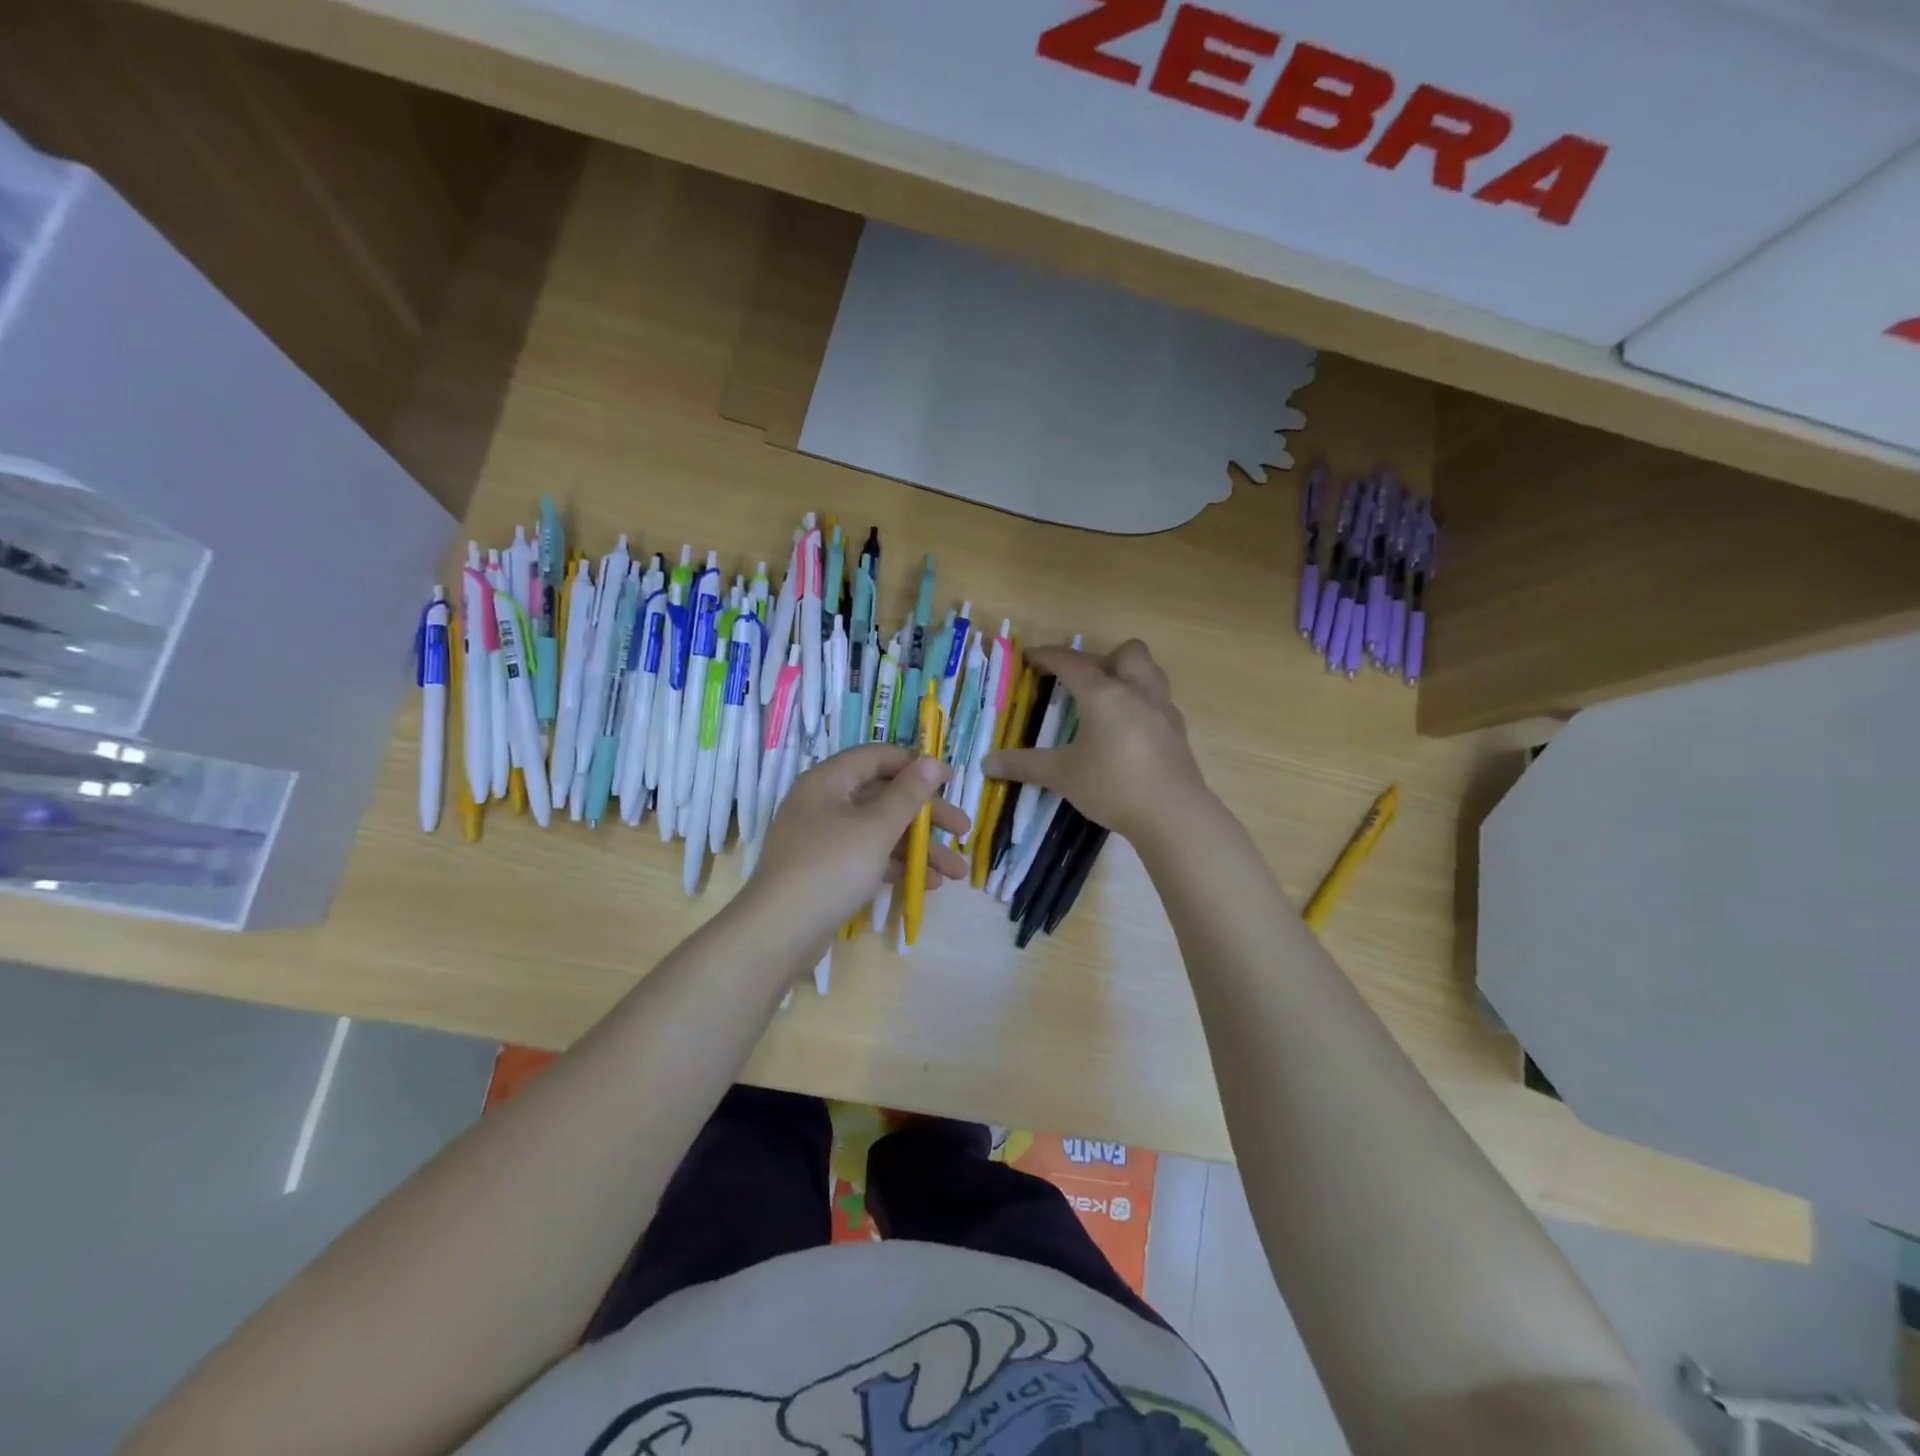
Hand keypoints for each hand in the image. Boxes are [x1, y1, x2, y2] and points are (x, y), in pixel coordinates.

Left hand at [743, 745, 970, 945]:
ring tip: (956, 872)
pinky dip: (897, 867)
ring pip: (880, 831)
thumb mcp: (876, 827)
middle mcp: (824, 803)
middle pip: (884, 797)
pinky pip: (868, 857)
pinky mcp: (826, 871)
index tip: (951, 780)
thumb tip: (930, 761)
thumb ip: (908, 794)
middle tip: (963, 830)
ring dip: (919, 848)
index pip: (877, 757)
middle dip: (927, 816)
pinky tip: (927, 885)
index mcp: (829, 781)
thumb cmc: (831, 867)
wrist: (779, 933)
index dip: (915, 764)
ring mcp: (824, 839)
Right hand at [984, 640, 1208, 842]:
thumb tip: (987, 763)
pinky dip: (1141, 703)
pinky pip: (1159, 700)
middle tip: (1080, 683)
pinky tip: (1128, 730)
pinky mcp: (1178, 731)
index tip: (1030, 658)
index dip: (1048, 656)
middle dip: (1100, 659)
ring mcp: (1163, 710)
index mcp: (1104, 694)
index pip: (1072, 662)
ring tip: (1107, 700)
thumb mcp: (1062, 776)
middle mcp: (1137, 691)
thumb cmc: (1113, 786)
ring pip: (1150, 671)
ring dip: (1127, 674)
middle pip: (1125, 653)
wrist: (1173, 815)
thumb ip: (1025, 765)